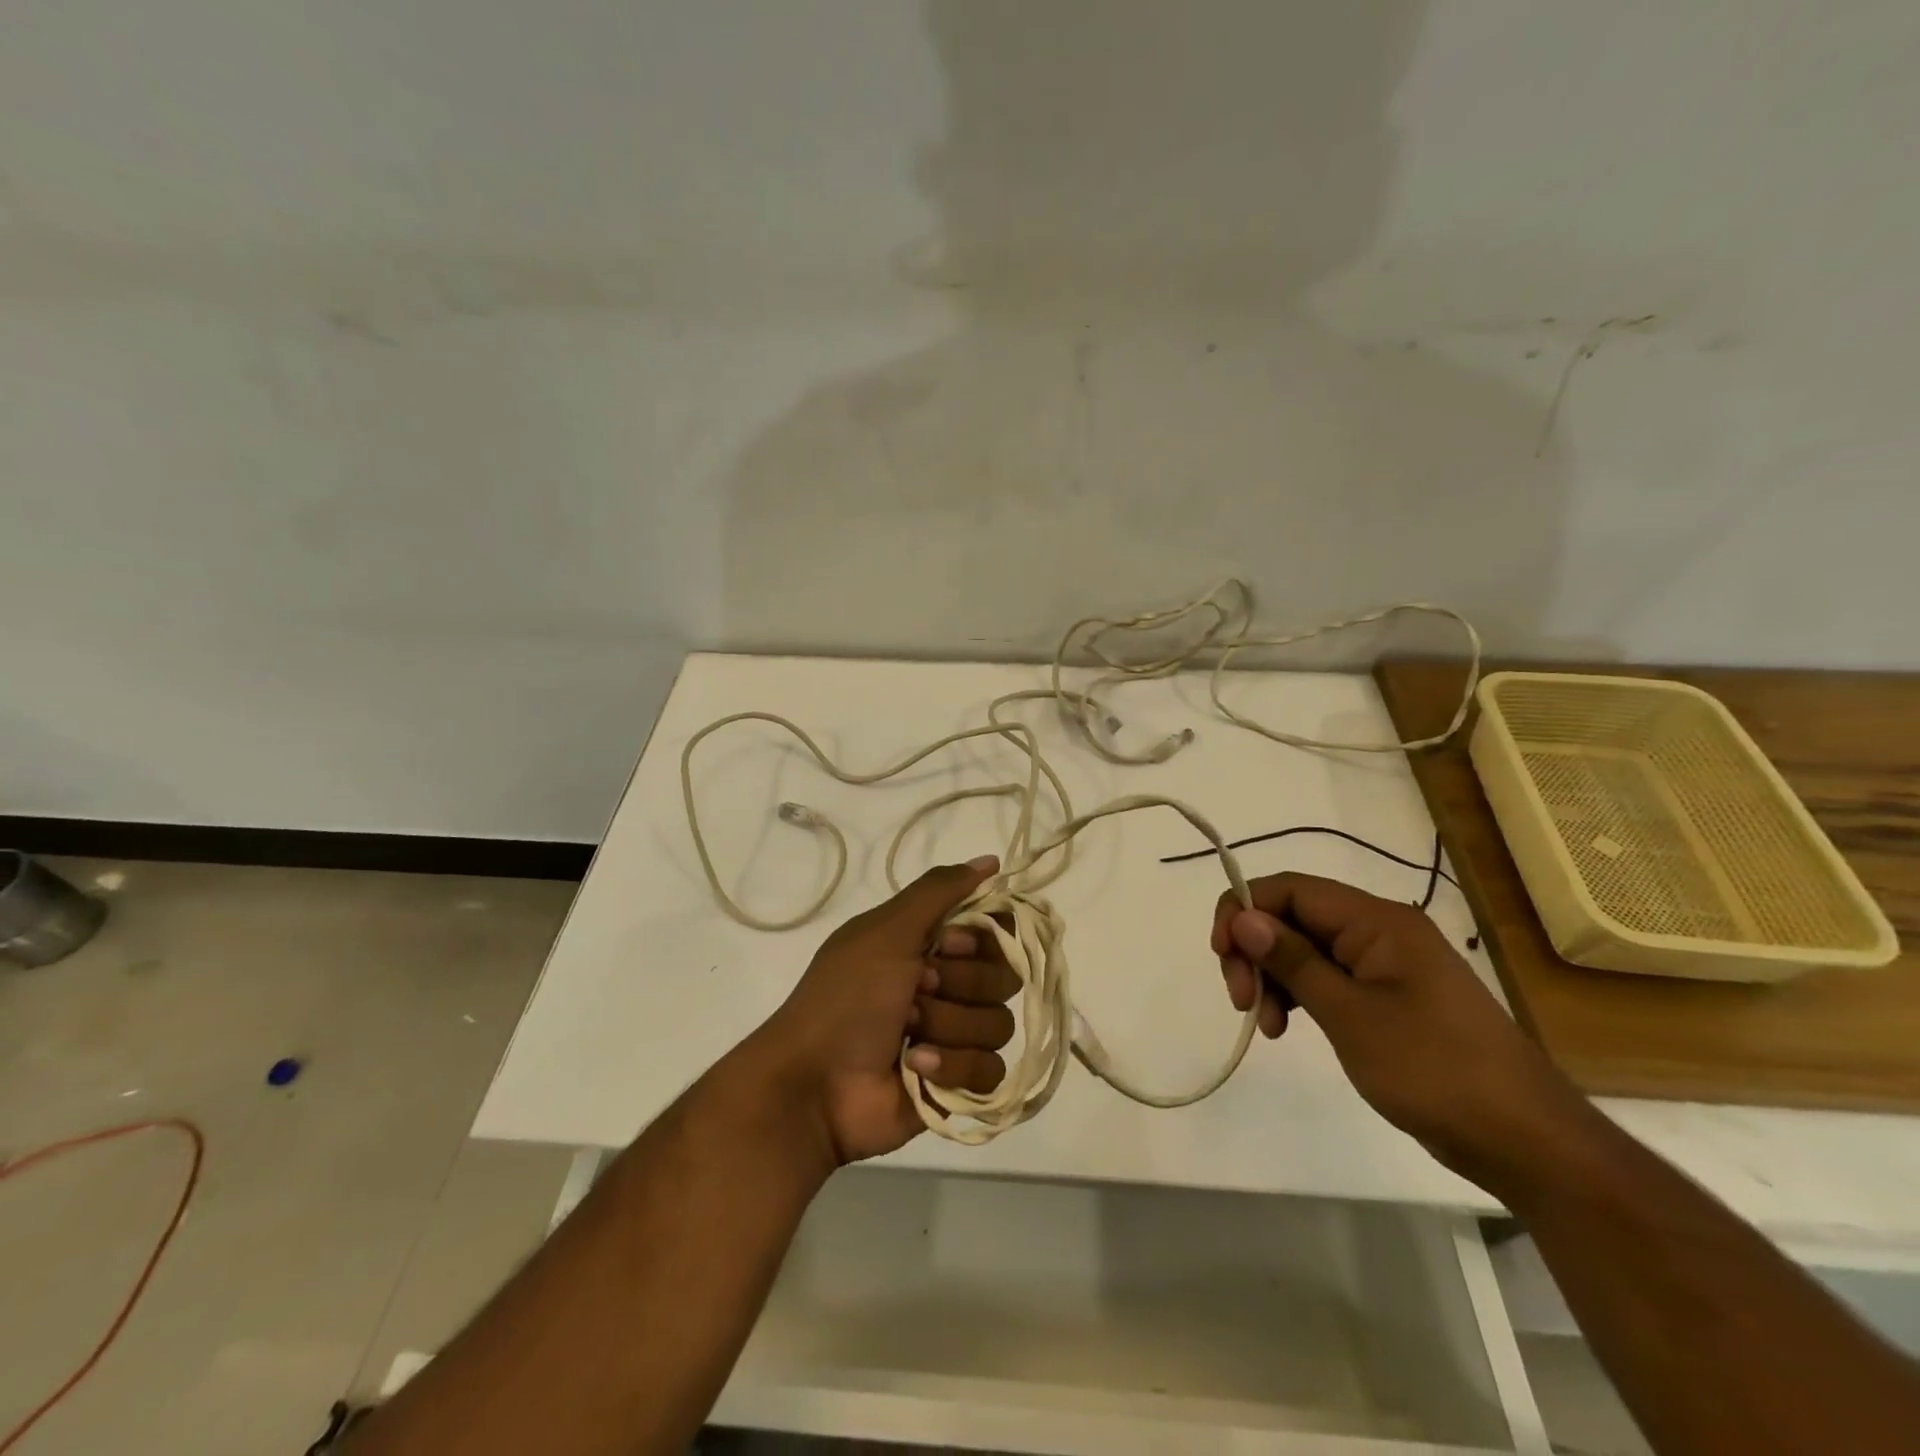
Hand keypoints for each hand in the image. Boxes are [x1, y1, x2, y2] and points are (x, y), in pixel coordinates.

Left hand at [756, 856, 1019, 1163]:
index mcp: (930, 945)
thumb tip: (991, 859)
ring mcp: (955, 1036)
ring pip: (999, 1023)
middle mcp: (948, 986)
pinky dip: (952, 1067)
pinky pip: (991, 1071)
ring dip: (948, 1026)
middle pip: (1003, 976)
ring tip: (908, 1034)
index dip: (980, 938)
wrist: (813, 1083)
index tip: (945, 944)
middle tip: (916, 989)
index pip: (996, 930)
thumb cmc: (848, 996)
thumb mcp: (888, 930)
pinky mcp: (959, 1084)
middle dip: (959, 985)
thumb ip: (940, 890)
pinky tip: (916, 1067)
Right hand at [1213, 872, 1595, 1192]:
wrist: (1525, 1140)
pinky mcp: (1388, 997)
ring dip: (1273, 977)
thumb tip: (1244, 916)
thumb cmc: (1434, 1069)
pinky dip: (1298, 996)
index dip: (1244, 909)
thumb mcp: (1350, 1014)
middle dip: (1255, 949)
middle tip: (1240, 998)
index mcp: (1376, 921)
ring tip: (1265, 1025)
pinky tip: (1286, 1028)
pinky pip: (1327, 977)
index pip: (1289, 888)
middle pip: (1293, 916)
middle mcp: (1379, 930)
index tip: (1222, 954)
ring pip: (1304, 948)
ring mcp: (1385, 964)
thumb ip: (1293, 960)